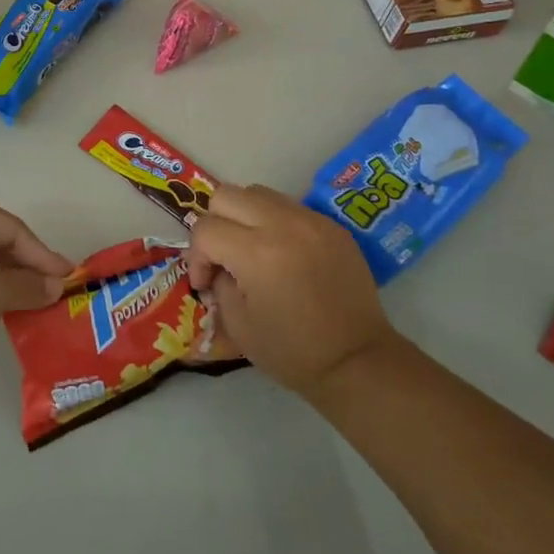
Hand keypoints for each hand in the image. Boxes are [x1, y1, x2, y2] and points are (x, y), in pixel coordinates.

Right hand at [185, 184, 400, 397]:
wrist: (356, 361)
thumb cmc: (292, 351)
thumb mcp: (237, 324)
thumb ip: (219, 283)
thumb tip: (217, 267)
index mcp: (256, 252)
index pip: (205, 228)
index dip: (196, 256)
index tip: (206, 282)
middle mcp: (282, 224)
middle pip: (226, 195)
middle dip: (215, 224)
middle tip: (223, 256)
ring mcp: (311, 220)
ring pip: (258, 192)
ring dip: (244, 216)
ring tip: (253, 249)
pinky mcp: (331, 225)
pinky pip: (289, 206)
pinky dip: (275, 222)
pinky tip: (284, 254)